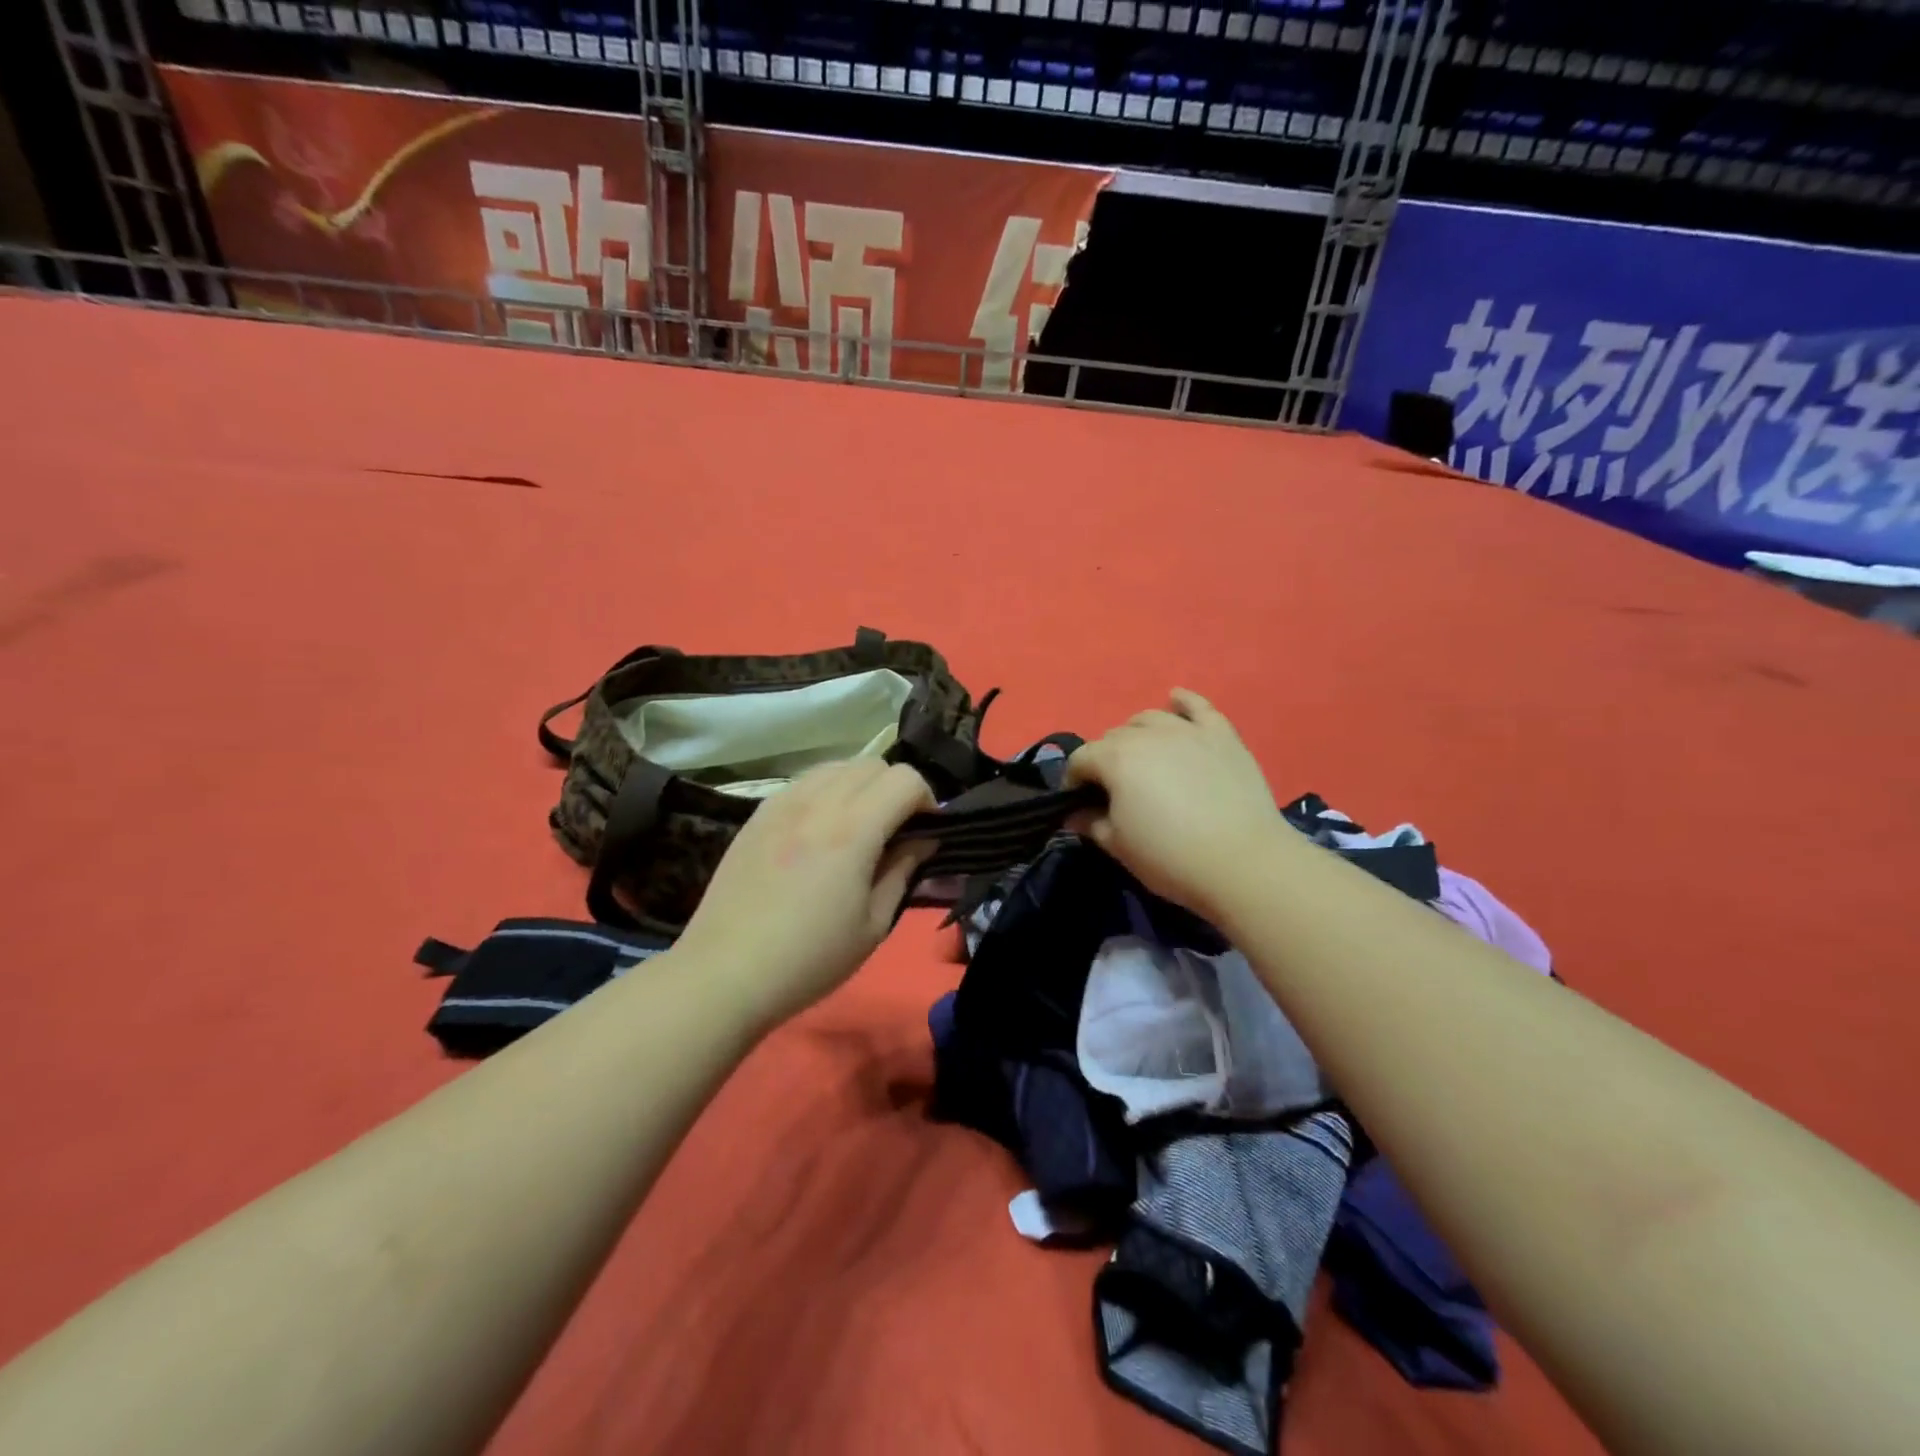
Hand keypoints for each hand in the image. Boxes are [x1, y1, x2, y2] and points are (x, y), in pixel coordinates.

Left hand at [675, 760, 935, 1030]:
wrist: (725, 973)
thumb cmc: (809, 959)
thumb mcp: (873, 925)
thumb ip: (903, 871)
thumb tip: (923, 840)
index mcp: (852, 830)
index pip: (905, 779)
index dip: (927, 800)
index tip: (926, 832)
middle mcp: (817, 802)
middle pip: (873, 764)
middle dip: (896, 789)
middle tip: (896, 830)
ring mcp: (782, 803)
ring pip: (837, 766)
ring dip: (860, 786)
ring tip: (858, 826)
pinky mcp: (758, 813)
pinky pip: (804, 782)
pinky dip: (826, 792)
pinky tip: (820, 831)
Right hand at [1063, 689, 1286, 920]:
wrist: (1243, 863)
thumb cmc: (1171, 857)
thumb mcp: (1119, 846)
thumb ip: (1091, 823)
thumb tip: (1075, 815)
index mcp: (1116, 759)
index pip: (1081, 759)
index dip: (1074, 781)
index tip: (1079, 804)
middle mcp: (1148, 735)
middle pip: (1114, 736)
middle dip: (1105, 760)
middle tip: (1115, 790)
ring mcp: (1188, 731)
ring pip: (1150, 718)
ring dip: (1137, 734)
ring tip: (1142, 757)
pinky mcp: (1222, 736)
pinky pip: (1198, 707)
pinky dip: (1183, 701)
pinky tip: (1175, 699)